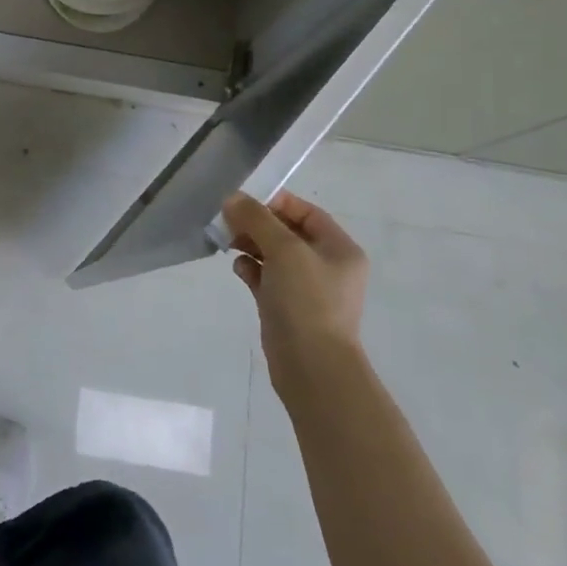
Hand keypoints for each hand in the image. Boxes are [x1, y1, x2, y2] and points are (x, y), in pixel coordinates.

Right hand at [223, 191, 368, 393]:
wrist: (312, 366)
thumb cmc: (307, 301)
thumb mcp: (285, 250)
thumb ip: (257, 220)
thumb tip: (233, 199)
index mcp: (339, 249)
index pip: (306, 212)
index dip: (275, 202)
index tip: (243, 202)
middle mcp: (326, 266)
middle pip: (287, 232)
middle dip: (257, 224)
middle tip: (228, 222)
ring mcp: (306, 289)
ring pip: (274, 255)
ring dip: (250, 245)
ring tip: (227, 243)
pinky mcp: (286, 308)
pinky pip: (266, 278)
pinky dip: (251, 269)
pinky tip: (238, 269)